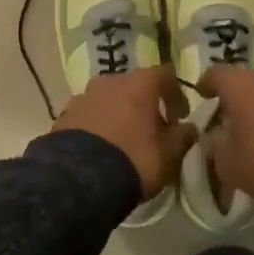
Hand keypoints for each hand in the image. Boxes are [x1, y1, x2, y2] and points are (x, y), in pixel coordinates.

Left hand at [53, 66, 196, 198]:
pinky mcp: (64, 115)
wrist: (79, 179)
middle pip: (133, 86)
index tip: (180, 117)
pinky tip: (101, 148)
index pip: (164, 75)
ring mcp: (83, 96)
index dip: (175, 94)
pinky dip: (98, 125)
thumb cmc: (134, 159)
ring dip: (119, 114)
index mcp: (138, 84)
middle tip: (152, 130)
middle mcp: (109, 81)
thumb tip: (189, 128)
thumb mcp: (168, 155)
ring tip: (124, 140)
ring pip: (108, 99)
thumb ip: (183, 137)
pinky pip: (89, 114)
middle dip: (145, 105)